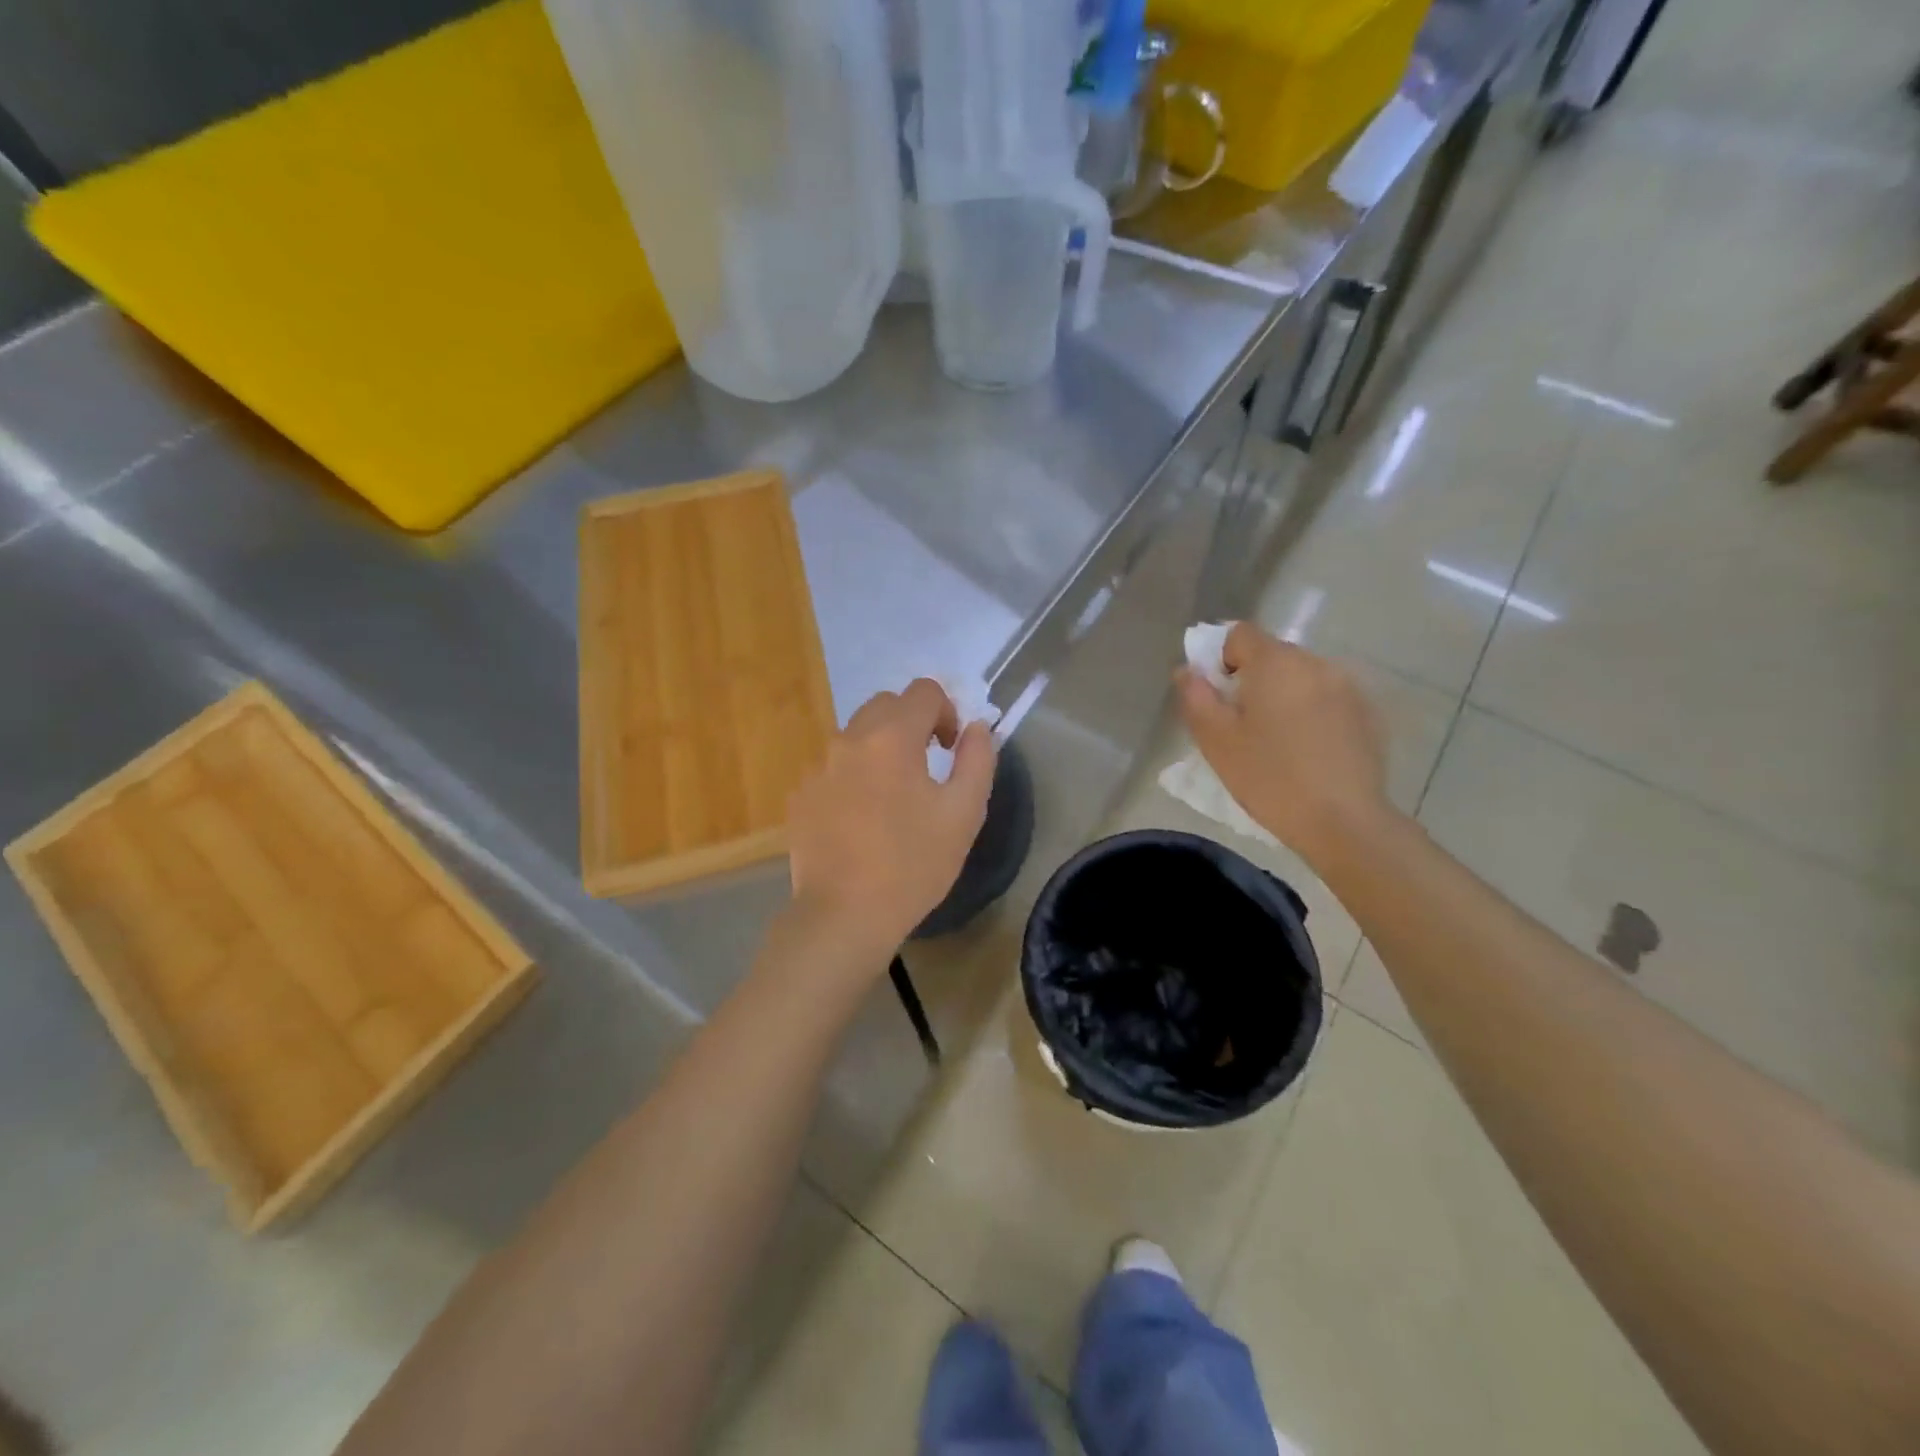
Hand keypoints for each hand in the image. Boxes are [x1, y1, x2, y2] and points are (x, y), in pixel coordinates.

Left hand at [785, 679, 995, 967]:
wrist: (844, 915)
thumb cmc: (912, 864)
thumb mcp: (964, 813)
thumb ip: (977, 759)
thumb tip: (976, 727)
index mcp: (892, 737)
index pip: (924, 691)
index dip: (946, 712)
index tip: (950, 749)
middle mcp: (849, 739)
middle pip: (886, 705)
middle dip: (912, 722)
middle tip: (927, 766)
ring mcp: (819, 766)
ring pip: (857, 734)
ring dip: (881, 748)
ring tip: (894, 795)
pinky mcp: (801, 794)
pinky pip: (834, 766)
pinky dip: (854, 774)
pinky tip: (862, 818)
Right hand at [1177, 623, 1398, 867]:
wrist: (1343, 821)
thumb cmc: (1269, 778)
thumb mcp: (1216, 741)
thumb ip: (1196, 697)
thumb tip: (1188, 670)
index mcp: (1275, 663)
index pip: (1239, 634)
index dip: (1220, 658)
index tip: (1218, 697)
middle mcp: (1316, 663)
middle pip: (1273, 655)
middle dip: (1252, 679)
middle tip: (1243, 725)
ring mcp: (1348, 687)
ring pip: (1302, 678)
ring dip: (1284, 696)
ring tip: (1279, 741)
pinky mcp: (1369, 714)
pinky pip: (1328, 699)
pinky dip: (1312, 713)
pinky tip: (1309, 752)